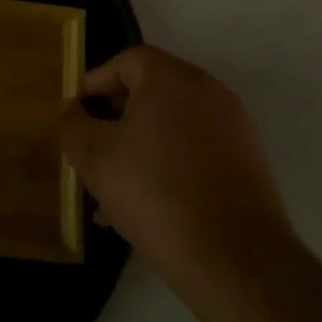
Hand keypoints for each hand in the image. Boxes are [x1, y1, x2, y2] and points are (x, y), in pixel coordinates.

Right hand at [62, 46, 297, 313]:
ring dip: (140, 148)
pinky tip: (151, 207)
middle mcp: (208, 91)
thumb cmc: (155, 193)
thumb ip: (73, 126)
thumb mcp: (94, 157)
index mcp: (171, 78)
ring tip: (115, 190)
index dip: (95, 84)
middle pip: (149, 92)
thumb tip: (74, 113)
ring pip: (171, 126)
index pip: (125, 61)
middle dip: (114, 120)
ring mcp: (234, 127)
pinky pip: (196, 151)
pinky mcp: (249, 163)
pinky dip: (170, 166)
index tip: (77, 118)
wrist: (237, 261)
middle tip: (92, 152)